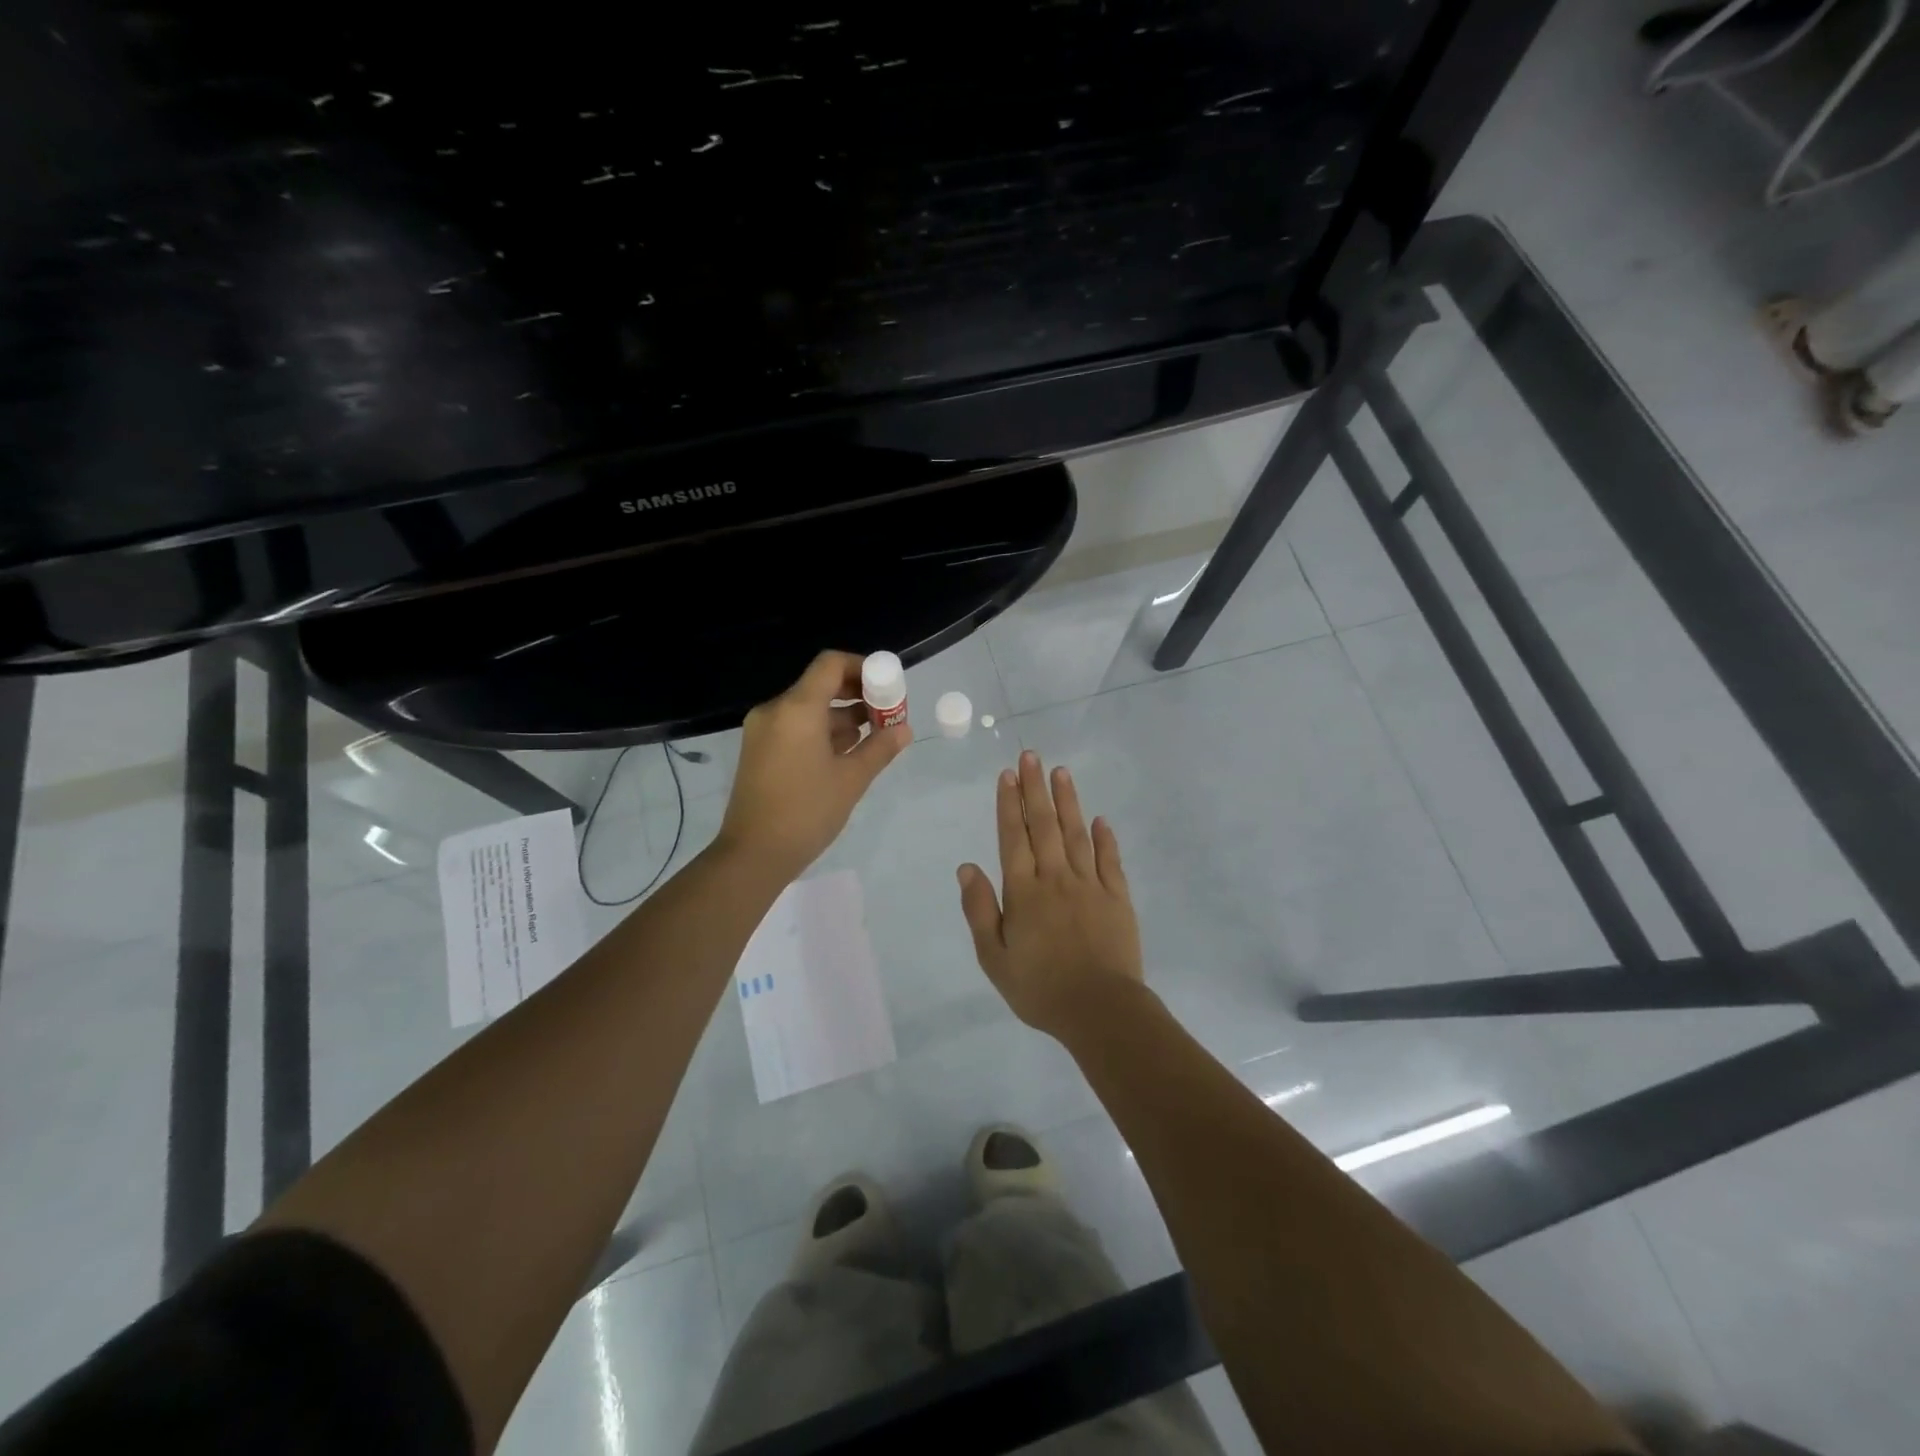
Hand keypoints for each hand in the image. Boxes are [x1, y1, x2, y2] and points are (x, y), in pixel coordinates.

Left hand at [717, 651, 910, 882]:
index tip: (887, 687)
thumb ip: (880, 748)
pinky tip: (844, 754)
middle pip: (820, 685)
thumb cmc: (806, 812)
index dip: (862, 667)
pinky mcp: (759, 751)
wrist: (753, 855)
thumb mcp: (851, 779)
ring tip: (872, 738)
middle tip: (886, 714)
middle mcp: (775, 711)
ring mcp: (763, 731)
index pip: (831, 665)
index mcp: (797, 709)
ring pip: (808, 709)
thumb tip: (904, 729)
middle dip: (856, 695)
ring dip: (841, 717)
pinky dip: (821, 732)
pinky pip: (795, 727)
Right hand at [957, 750, 1144, 1039]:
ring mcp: (1090, 885)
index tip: (1007, 774)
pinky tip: (1100, 819)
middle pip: (1045, 825)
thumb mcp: (994, 957)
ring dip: (1068, 801)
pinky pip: (1110, 860)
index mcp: (1023, 892)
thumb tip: (967, 867)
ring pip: (1077, 834)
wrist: (1099, 1010)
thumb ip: (980, 910)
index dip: (1009, 804)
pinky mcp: (1118, 898)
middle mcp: (1056, 878)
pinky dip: (1105, 838)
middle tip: (1032, 755)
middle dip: (1035, 789)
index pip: (1014, 837)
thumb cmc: (1039, 988)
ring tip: (1062, 772)